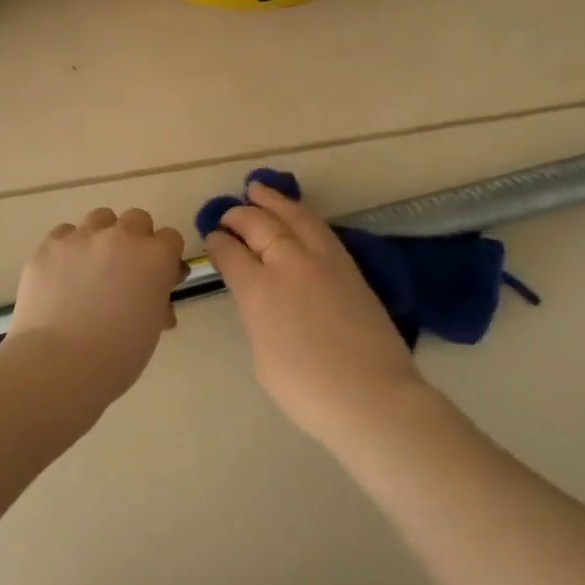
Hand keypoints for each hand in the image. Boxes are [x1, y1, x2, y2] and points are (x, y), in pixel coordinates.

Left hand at [7, 207, 186, 400]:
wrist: (58, 365)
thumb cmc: (117, 357)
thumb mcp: (151, 328)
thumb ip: (157, 300)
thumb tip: (154, 296)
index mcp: (155, 258)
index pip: (171, 238)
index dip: (166, 258)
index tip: (158, 278)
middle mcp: (122, 237)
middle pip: (137, 218)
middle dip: (136, 239)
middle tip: (126, 270)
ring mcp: (82, 238)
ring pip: (100, 218)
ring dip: (103, 236)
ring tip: (92, 266)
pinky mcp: (49, 247)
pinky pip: (65, 234)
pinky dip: (69, 247)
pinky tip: (63, 273)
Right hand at [205, 181, 428, 446]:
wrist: (372, 395)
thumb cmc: (307, 390)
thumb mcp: (262, 355)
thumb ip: (257, 315)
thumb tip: (259, 295)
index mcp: (258, 290)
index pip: (231, 253)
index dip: (218, 242)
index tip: (212, 237)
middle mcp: (288, 264)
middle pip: (259, 225)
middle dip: (239, 216)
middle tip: (228, 214)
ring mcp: (322, 260)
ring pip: (293, 216)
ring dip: (272, 201)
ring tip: (257, 189)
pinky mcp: (348, 265)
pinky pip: (318, 227)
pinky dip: (301, 214)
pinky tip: (295, 214)